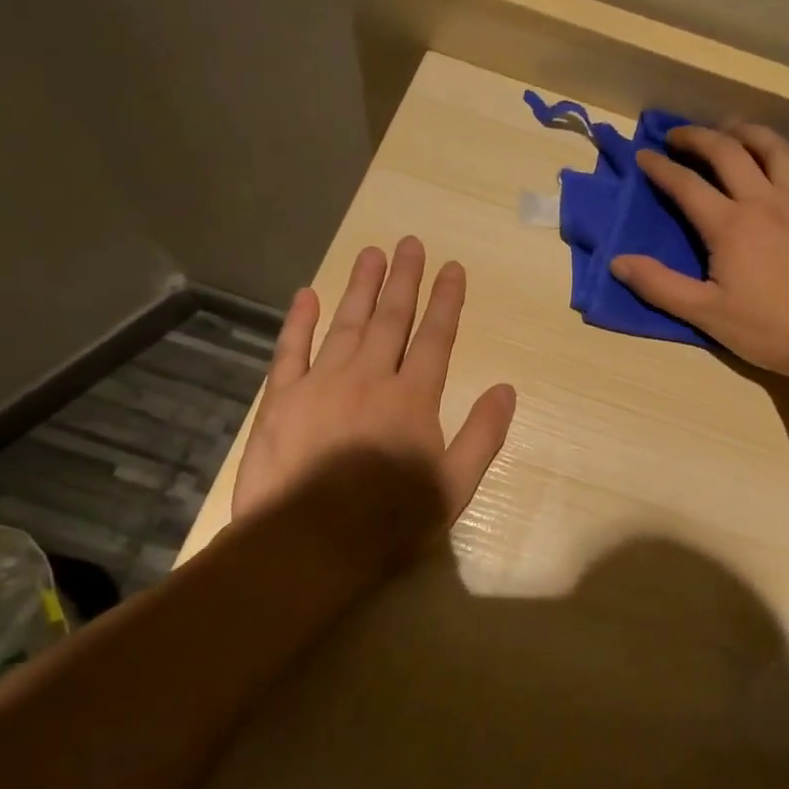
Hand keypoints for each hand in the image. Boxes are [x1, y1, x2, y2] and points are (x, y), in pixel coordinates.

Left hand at [230, 238, 516, 552]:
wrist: (307, 544)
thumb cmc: (389, 520)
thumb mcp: (455, 486)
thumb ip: (483, 435)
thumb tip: (506, 390)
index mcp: (413, 397)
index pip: (435, 337)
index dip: (446, 300)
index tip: (452, 267)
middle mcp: (369, 377)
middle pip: (391, 318)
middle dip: (404, 279)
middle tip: (409, 243)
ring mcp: (321, 383)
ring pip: (346, 323)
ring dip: (360, 286)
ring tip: (371, 253)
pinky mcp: (282, 399)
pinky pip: (291, 349)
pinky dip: (299, 321)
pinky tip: (307, 295)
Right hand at [610, 124, 788, 377]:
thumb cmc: (765, 329)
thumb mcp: (704, 313)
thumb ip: (659, 285)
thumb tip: (618, 262)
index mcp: (729, 224)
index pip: (686, 184)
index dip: (660, 167)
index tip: (644, 156)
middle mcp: (764, 201)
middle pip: (727, 152)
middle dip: (697, 137)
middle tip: (678, 136)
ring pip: (775, 149)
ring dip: (748, 133)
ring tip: (731, 131)